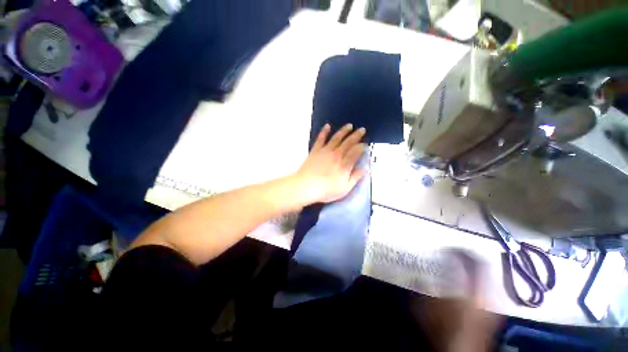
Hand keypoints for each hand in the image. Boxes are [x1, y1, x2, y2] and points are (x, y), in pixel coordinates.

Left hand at [292, 123, 365, 204]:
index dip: (361, 147)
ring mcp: (325, 151)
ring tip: (349, 125)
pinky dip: (324, 132)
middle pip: (348, 143)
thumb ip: (355, 178)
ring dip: (343, 131)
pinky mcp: (315, 150)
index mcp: (345, 165)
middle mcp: (337, 155)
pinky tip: (327, 126)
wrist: (306, 186)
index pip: (356, 152)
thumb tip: (364, 169)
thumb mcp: (344, 188)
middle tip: (362, 129)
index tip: (365, 143)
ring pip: (336, 138)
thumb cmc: (326, 190)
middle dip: (356, 135)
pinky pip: (320, 139)